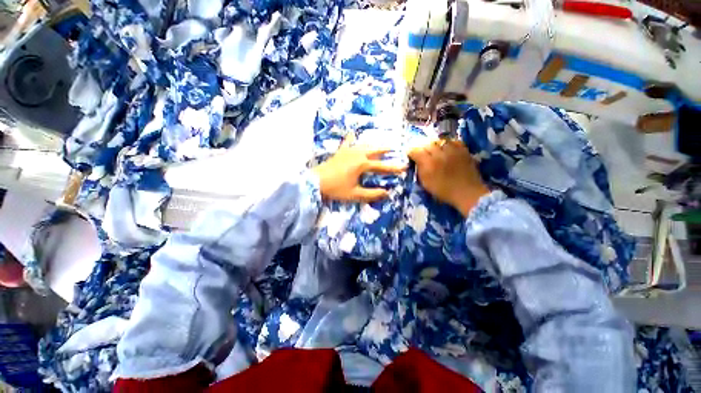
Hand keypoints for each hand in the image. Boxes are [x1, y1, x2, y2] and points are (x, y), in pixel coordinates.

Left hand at [313, 133, 406, 202]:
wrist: (316, 181)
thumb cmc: (336, 189)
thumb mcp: (355, 194)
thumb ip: (372, 194)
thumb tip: (387, 193)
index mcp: (363, 164)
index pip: (382, 166)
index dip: (394, 168)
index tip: (404, 167)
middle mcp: (358, 154)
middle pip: (375, 150)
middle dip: (385, 150)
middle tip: (394, 149)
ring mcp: (348, 151)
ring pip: (364, 145)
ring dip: (373, 145)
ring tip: (379, 144)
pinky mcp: (340, 151)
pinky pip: (347, 142)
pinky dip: (351, 138)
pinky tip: (353, 132)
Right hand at [409, 140, 488, 216]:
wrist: (467, 193)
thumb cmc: (444, 191)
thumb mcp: (426, 183)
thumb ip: (419, 170)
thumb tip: (416, 161)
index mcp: (428, 163)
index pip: (416, 151)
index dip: (411, 152)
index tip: (410, 155)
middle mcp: (440, 154)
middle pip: (427, 143)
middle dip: (422, 147)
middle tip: (422, 152)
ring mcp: (453, 150)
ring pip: (440, 140)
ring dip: (435, 144)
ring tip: (434, 150)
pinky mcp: (463, 150)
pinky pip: (453, 141)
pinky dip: (448, 144)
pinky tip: (447, 149)